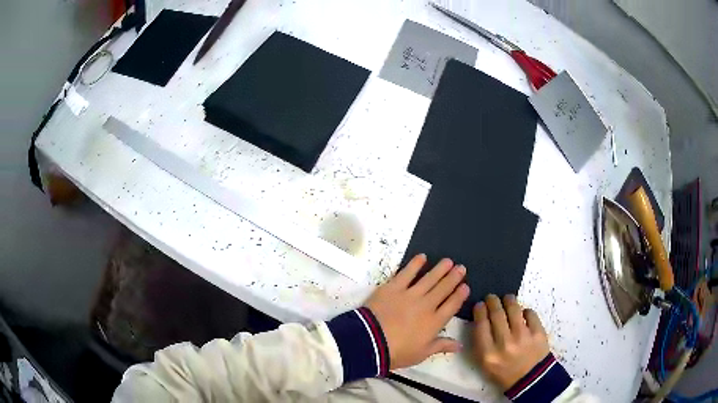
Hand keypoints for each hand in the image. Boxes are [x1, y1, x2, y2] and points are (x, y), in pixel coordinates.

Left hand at [364, 254, 469, 369]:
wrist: (370, 341)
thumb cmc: (398, 352)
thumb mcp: (422, 353)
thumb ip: (441, 346)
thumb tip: (460, 345)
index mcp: (434, 322)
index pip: (452, 305)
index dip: (459, 295)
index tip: (465, 286)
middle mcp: (426, 305)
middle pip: (443, 288)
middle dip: (454, 277)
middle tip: (461, 268)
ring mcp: (410, 294)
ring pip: (429, 279)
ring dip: (440, 269)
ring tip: (448, 261)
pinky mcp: (393, 287)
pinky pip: (407, 273)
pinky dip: (415, 264)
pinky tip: (422, 257)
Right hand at [472, 294, 549, 389]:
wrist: (530, 379)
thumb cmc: (504, 372)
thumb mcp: (485, 363)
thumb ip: (481, 344)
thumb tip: (480, 320)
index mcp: (488, 354)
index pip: (481, 325)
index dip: (479, 311)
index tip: (479, 305)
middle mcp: (504, 343)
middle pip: (496, 314)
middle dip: (492, 302)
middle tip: (491, 297)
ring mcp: (523, 336)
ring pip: (514, 309)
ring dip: (509, 300)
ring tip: (507, 298)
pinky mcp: (538, 332)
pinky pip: (530, 313)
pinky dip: (525, 311)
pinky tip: (523, 313)